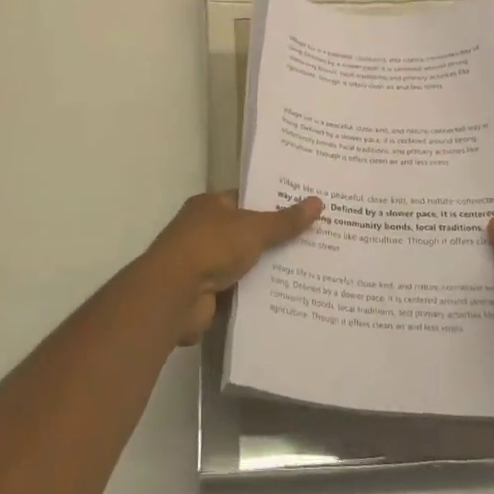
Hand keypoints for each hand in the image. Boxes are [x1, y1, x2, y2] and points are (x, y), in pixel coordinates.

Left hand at [146, 192, 323, 345]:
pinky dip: (257, 292)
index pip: (246, 200)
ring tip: (309, 269)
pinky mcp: (208, 292)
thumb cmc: (211, 246)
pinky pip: (240, 288)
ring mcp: (204, 262)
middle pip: (247, 232)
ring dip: (267, 267)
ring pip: (245, 262)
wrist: (175, 294)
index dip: (273, 203)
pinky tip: (286, 294)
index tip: (304, 209)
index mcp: (210, 205)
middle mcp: (204, 230)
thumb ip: (285, 220)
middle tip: (314, 240)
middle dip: (275, 238)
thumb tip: (318, 202)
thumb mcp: (254, 228)